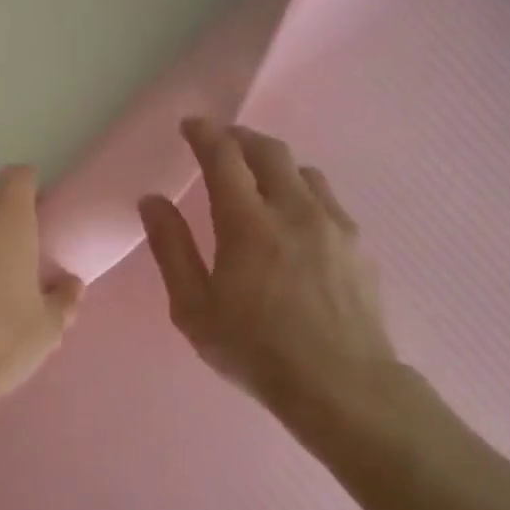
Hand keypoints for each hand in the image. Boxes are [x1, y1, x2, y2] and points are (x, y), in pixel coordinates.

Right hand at [139, 118, 401, 427]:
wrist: (341, 384)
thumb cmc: (255, 351)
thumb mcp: (194, 308)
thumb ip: (172, 249)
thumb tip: (152, 201)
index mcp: (247, 224)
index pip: (224, 157)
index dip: (205, 134)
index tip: (191, 125)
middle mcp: (294, 210)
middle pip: (269, 151)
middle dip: (240, 138)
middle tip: (220, 142)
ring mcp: (333, 223)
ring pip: (302, 171)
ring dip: (273, 163)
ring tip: (257, 178)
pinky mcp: (357, 242)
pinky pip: (326, 198)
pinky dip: (301, 190)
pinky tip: (294, 217)